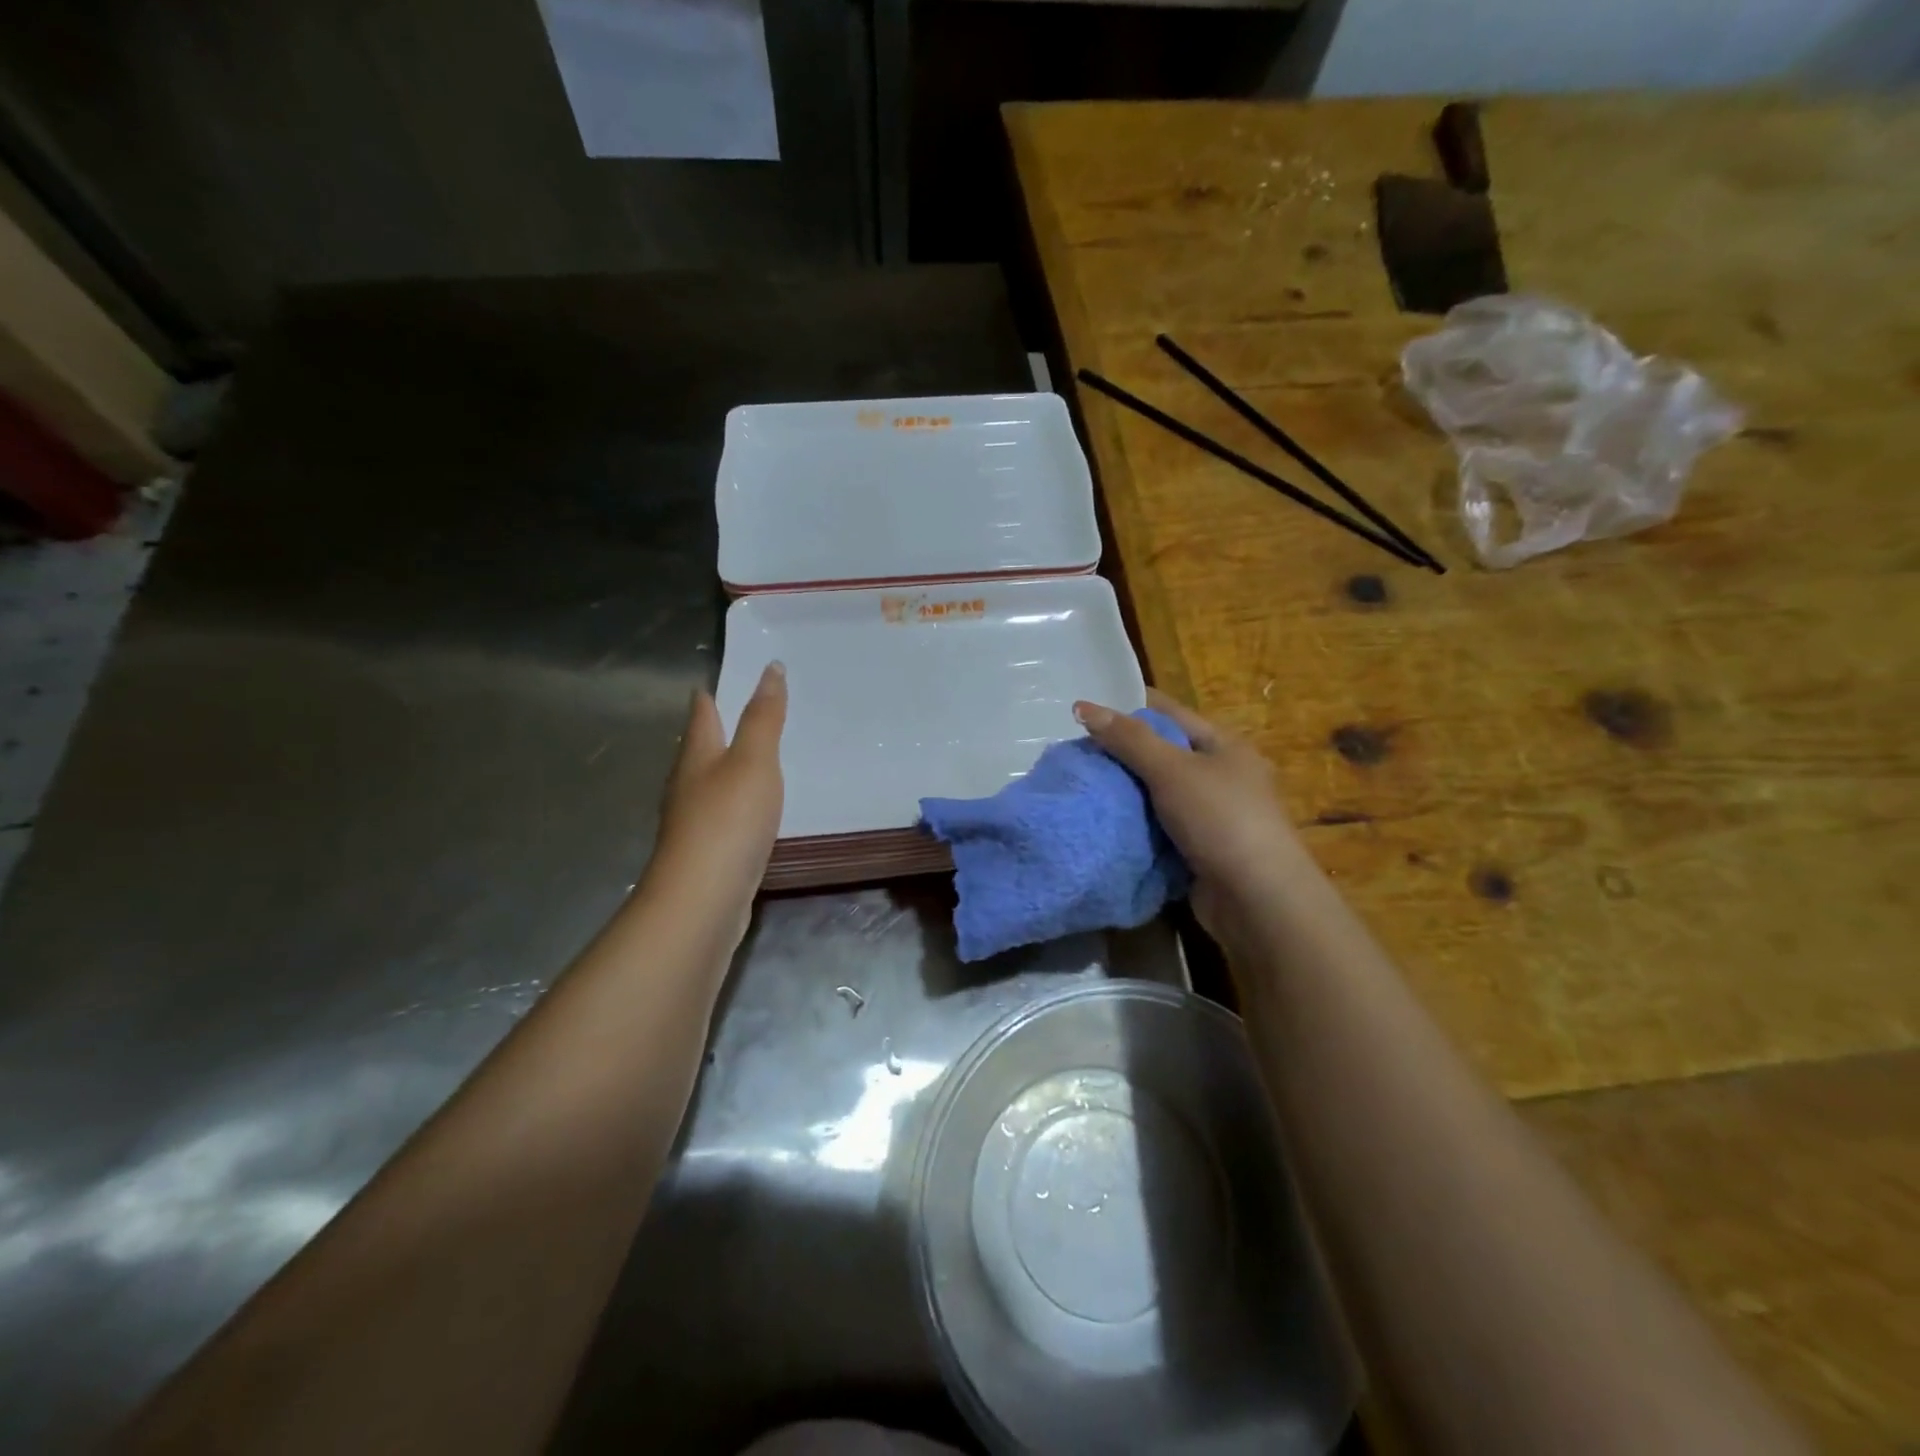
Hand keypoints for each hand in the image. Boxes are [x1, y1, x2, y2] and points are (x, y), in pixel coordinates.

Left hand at [647, 662, 786, 934]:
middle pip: (703, 746)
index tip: (735, 673)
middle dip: (724, 727)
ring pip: (713, 781)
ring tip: (763, 755)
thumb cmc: (728, 821)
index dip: (714, 692)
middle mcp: (688, 784)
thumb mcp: (754, 761)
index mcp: (696, 755)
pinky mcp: (708, 851)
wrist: (703, 899)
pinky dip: (742, 802)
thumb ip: (764, 717)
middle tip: (757, 709)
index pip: (702, 712)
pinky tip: (757, 809)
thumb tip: (771, 668)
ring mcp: (694, 820)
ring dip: (733, 766)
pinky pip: (726, 814)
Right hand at [1073, 689, 1308, 941]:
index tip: (1086, 713)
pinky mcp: (1199, 850)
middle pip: (1162, 754)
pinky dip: (1134, 825)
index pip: (1170, 714)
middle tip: (1076, 754)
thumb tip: (1083, 707)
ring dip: (1125, 793)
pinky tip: (1103, 823)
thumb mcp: (1172, 770)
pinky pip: (1159, 828)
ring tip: (1082, 786)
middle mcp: (1221, 776)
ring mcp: (1211, 816)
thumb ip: (1129, 739)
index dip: (1130, 708)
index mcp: (1224, 746)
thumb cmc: (1220, 820)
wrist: (1256, 900)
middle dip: (1122, 754)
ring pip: (1157, 794)